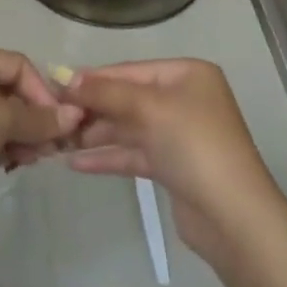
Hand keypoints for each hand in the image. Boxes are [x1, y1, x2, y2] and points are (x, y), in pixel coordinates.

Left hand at [0, 50, 82, 225]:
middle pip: (7, 89)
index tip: (56, 123)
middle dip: (33, 116)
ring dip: (19, 134)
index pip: (17, 64)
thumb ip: (38, 118)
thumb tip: (74, 116)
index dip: (41, 90)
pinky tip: (11, 164)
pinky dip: (0, 145)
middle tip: (50, 148)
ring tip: (32, 160)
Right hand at [63, 59, 285, 267]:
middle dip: (92, 108)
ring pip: (128, 127)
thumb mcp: (148, 108)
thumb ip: (106, 92)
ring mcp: (179, 134)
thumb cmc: (194, 145)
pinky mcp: (172, 166)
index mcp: (187, 75)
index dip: (93, 78)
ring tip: (59, 141)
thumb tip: (68, 78)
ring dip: (96, 133)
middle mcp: (184, 99)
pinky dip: (108, 156)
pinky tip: (76, 163)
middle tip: (54, 117)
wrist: (233, 216)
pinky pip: (133, 153)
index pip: (130, 70)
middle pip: (127, 98)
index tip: (55, 86)